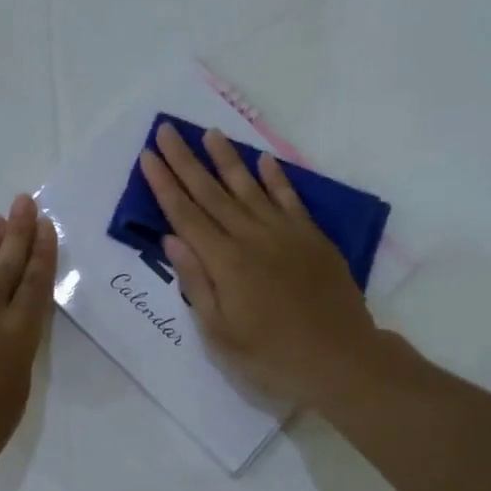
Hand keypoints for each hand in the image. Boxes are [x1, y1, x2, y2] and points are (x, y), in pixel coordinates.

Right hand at [139, 123, 380, 407]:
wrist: (341, 360)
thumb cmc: (273, 357)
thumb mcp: (221, 334)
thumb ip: (197, 283)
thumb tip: (173, 239)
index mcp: (224, 262)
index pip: (185, 214)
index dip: (164, 184)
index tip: (149, 155)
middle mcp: (251, 237)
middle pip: (211, 192)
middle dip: (186, 161)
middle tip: (168, 130)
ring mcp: (285, 234)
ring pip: (249, 188)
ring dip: (227, 159)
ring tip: (210, 133)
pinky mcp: (312, 238)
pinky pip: (289, 199)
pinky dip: (276, 179)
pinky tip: (264, 161)